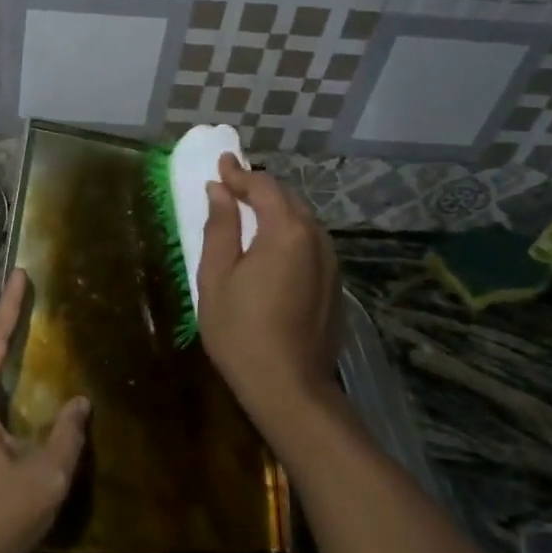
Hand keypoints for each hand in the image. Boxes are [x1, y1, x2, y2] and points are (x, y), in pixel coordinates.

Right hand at [196, 154, 339, 438]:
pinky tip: (271, 246)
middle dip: (260, 188)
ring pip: (303, 220)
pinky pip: (311, 243)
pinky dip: (290, 233)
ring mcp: (331, 262)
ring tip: (249, 212)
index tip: (220, 165)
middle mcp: (316, 238)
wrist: (289, 387)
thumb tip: (219, 191)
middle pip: (288, 198)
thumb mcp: (217, 276)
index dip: (239, 174)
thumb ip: (220, 227)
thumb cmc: (241, 331)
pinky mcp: (334, 284)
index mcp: (286, 231)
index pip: (264, 186)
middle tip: (231, 186)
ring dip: (277, 210)